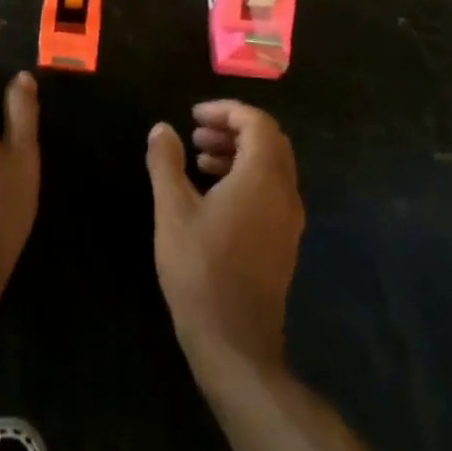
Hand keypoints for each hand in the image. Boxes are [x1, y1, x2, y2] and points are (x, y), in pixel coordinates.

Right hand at [146, 101, 303, 375]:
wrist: (234, 340)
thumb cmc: (199, 268)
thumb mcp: (172, 210)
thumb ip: (166, 163)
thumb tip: (162, 128)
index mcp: (263, 178)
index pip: (257, 123)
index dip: (226, 110)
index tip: (193, 116)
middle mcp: (285, 193)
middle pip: (270, 141)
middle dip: (233, 129)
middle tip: (196, 134)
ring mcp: (289, 219)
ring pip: (272, 167)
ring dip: (238, 153)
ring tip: (199, 161)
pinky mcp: (284, 240)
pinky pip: (271, 191)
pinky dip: (246, 177)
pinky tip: (213, 195)